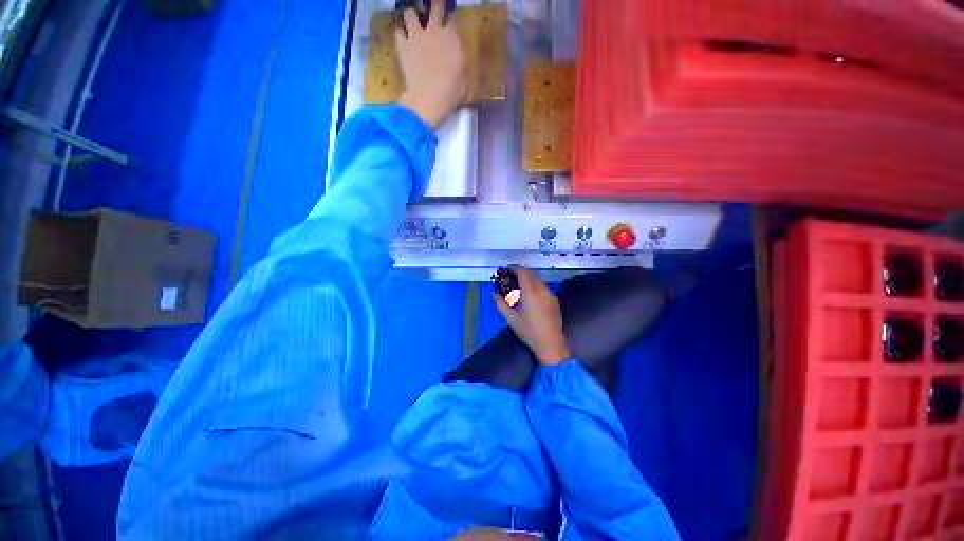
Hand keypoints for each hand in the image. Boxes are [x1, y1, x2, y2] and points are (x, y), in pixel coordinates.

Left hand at [395, 2, 466, 127]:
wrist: (427, 99)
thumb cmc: (450, 93)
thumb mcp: (464, 78)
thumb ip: (460, 61)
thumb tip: (457, 56)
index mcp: (452, 37)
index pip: (454, 19)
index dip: (453, 21)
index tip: (452, 26)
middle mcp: (434, 30)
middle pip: (436, 6)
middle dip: (437, 5)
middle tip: (437, 8)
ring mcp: (416, 36)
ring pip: (410, 13)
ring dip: (413, 16)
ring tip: (415, 23)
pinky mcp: (402, 46)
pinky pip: (398, 32)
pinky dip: (401, 35)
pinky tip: (404, 42)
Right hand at [495, 267, 571, 366]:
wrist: (551, 343)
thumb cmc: (529, 332)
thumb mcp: (511, 319)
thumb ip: (501, 304)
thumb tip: (495, 294)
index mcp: (531, 293)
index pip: (523, 273)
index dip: (514, 268)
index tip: (507, 269)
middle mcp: (542, 290)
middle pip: (532, 273)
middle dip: (521, 272)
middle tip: (511, 276)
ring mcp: (550, 294)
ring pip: (539, 279)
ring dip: (529, 278)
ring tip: (520, 285)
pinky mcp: (555, 300)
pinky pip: (544, 286)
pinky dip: (535, 284)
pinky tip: (530, 294)